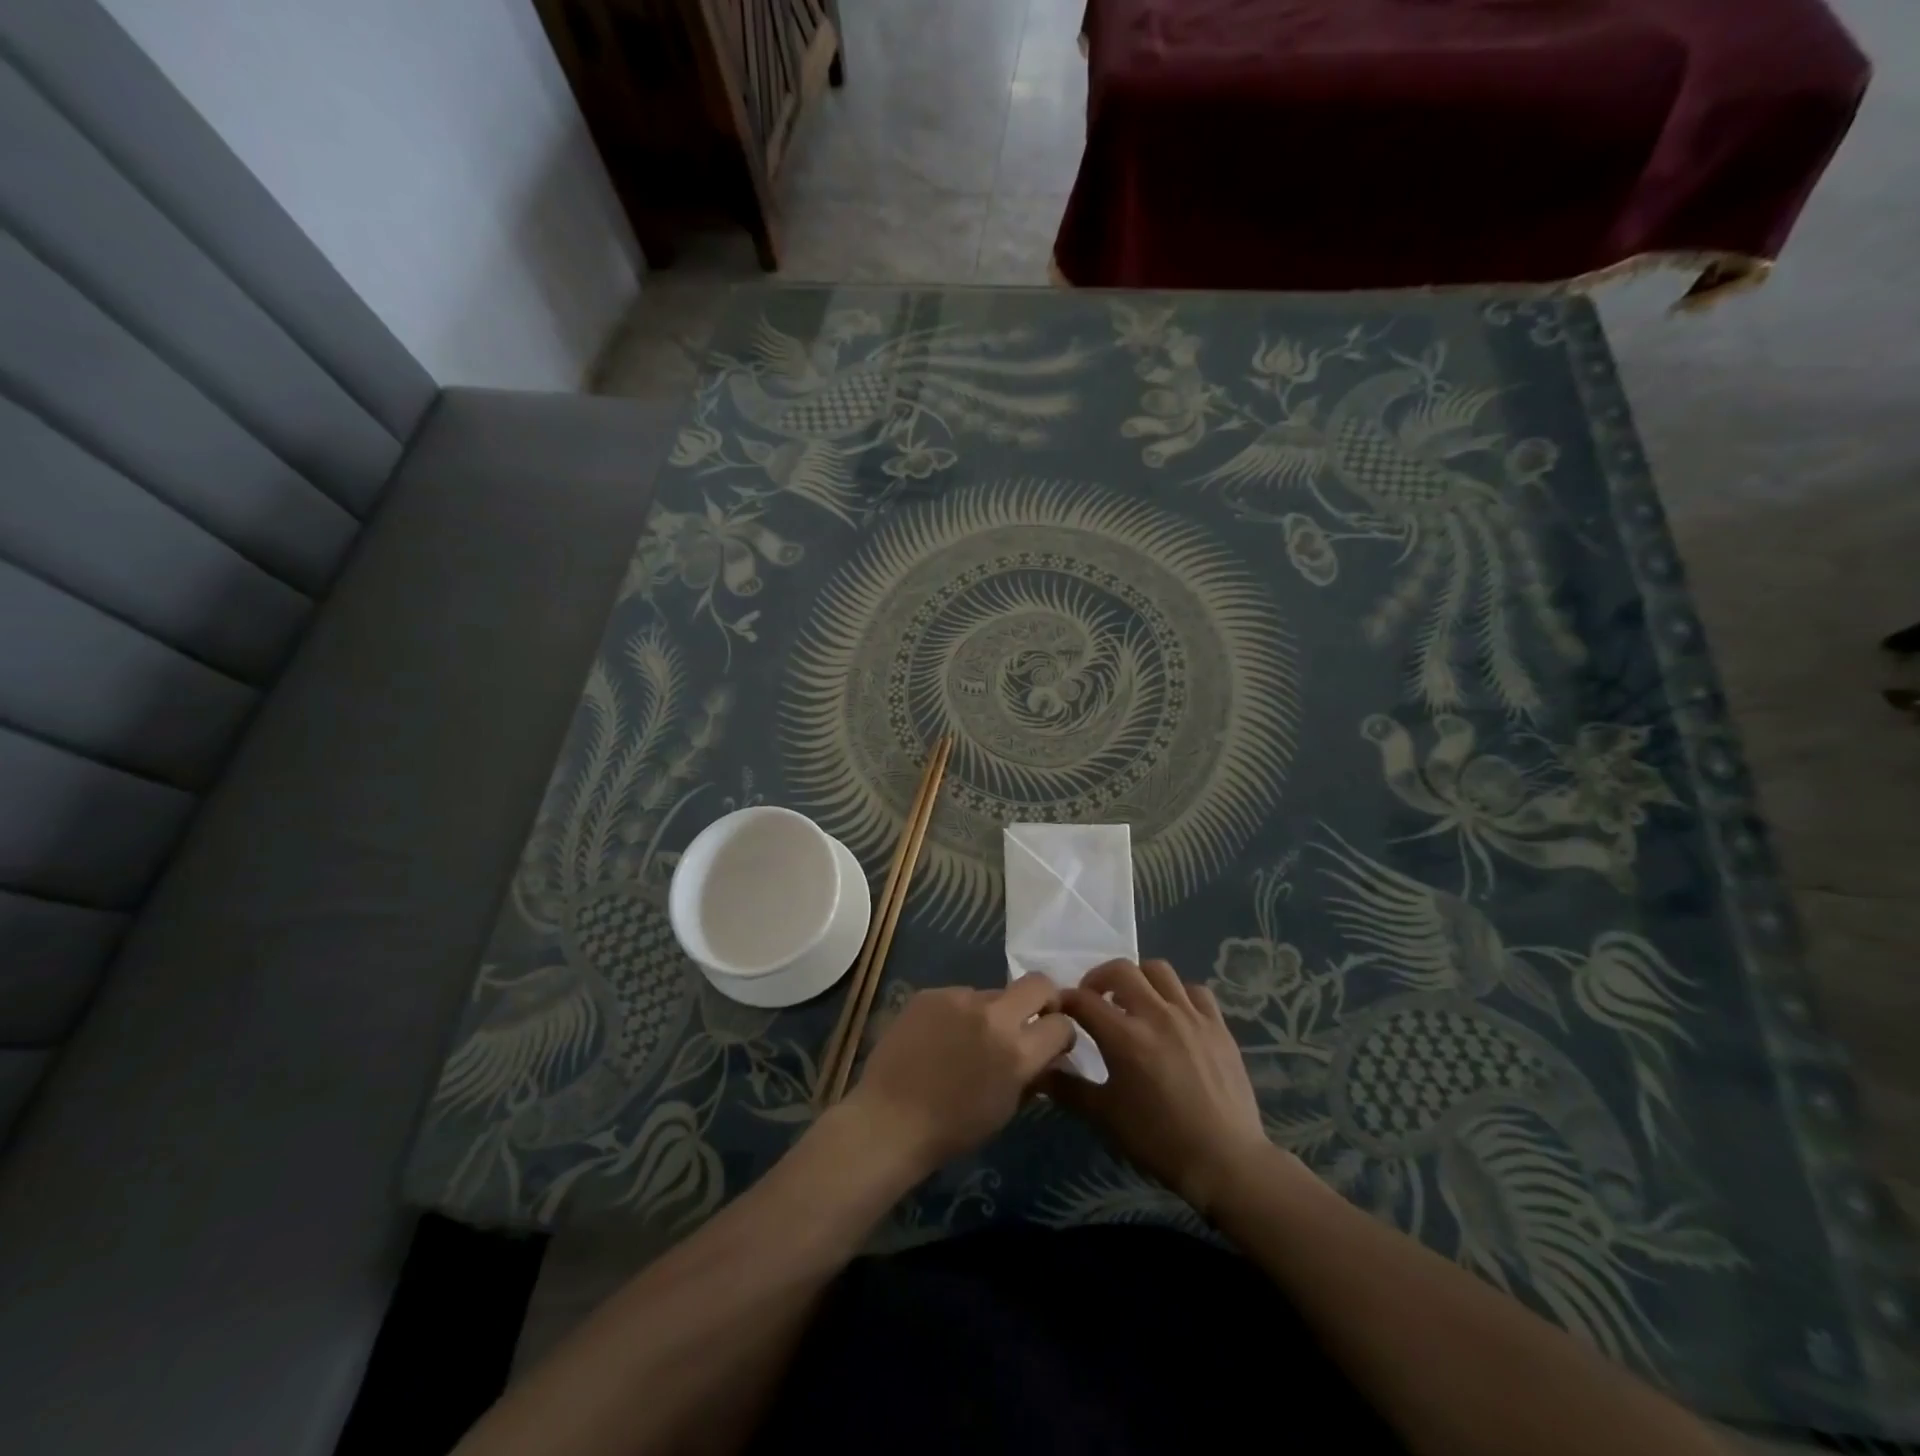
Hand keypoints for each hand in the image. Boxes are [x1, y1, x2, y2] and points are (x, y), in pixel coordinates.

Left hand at [841, 974, 1077, 1177]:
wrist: (888, 1120)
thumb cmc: (952, 1129)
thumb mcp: (1005, 1108)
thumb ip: (1031, 1073)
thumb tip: (1045, 1053)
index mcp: (1016, 1051)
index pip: (1061, 1023)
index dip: (1061, 1032)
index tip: (1052, 1041)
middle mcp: (993, 1015)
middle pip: (1038, 983)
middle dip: (1043, 999)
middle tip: (1029, 1019)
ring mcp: (959, 998)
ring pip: (992, 993)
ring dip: (991, 1012)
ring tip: (967, 1039)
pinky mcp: (931, 993)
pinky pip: (958, 997)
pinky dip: (958, 1013)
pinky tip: (940, 1037)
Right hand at [1049, 959, 1278, 1215]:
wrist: (1225, 1161)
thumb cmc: (1158, 1140)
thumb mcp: (1105, 1117)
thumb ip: (1069, 1088)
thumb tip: (1039, 1070)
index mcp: (1125, 1036)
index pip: (1083, 1000)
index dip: (1065, 1000)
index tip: (1059, 1010)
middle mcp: (1156, 1014)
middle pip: (1120, 970)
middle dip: (1098, 978)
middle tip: (1094, 998)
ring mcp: (1191, 1016)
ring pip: (1159, 970)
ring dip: (1138, 978)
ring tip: (1133, 1000)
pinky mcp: (1218, 1025)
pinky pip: (1195, 991)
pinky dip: (1178, 994)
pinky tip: (1173, 1014)